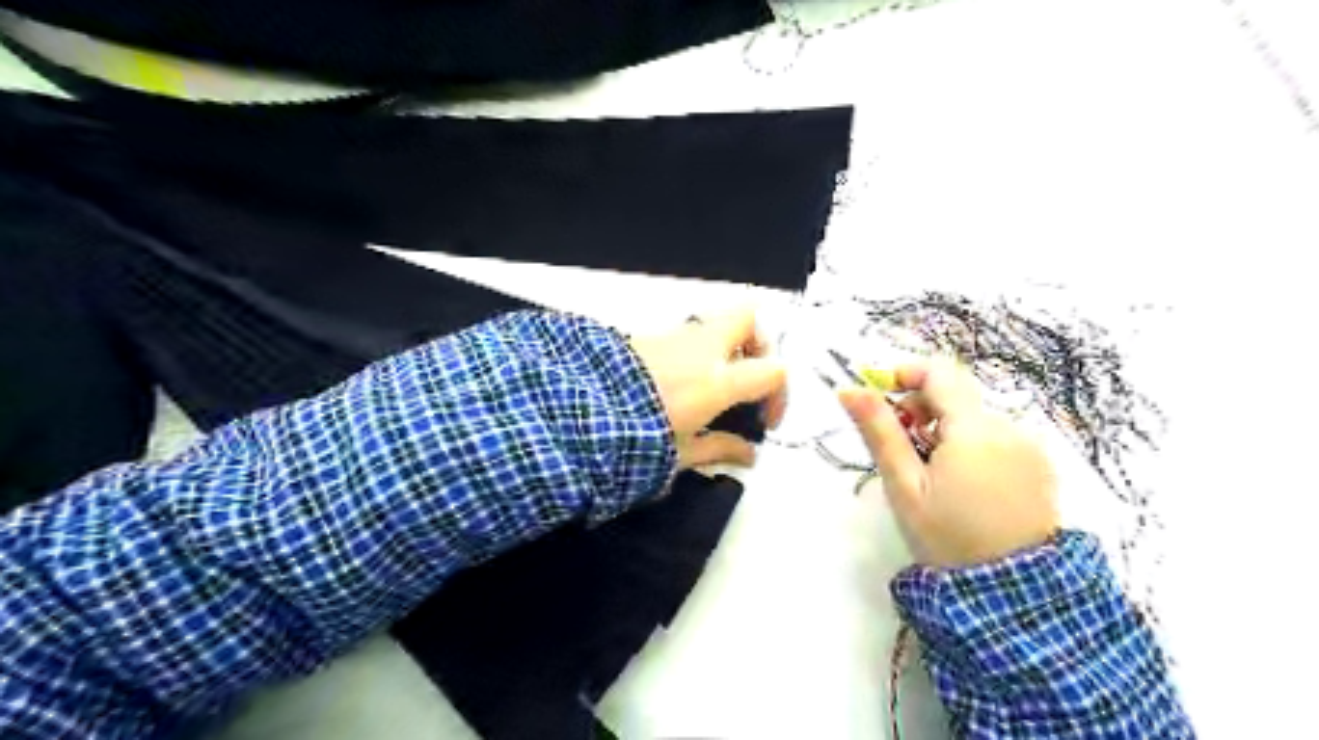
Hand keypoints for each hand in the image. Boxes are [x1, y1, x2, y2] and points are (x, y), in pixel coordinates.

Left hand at [633, 309, 785, 469]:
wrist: (577, 414)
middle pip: (750, 319)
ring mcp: (673, 337)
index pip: (774, 370)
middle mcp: (701, 349)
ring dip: (726, 347)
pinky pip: (687, 334)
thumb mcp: (681, 453)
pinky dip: (697, 351)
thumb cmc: (635, 439)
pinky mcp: (648, 336)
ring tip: (714, 384)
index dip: (779, 395)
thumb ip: (721, 448)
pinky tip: (680, 383)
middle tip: (749, 376)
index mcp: (717, 381)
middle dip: (760, 344)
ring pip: (716, 322)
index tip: (763, 422)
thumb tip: (749, 454)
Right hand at [844, 359, 1057, 565]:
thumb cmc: (946, 537)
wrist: (1011, 595)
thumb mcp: (904, 485)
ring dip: (944, 429)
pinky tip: (961, 483)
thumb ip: (879, 430)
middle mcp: (1010, 427)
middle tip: (902, 449)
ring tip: (930, 473)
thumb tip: (849, 389)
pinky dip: (970, 445)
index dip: (905, 374)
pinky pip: (996, 436)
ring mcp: (1029, 446)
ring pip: (974, 416)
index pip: (939, 372)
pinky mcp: (1039, 465)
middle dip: (921, 409)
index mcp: (975, 429)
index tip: (881, 399)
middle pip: (956, 394)